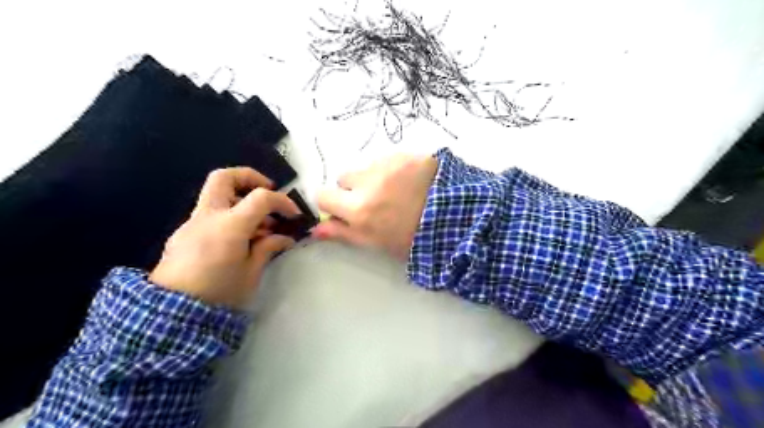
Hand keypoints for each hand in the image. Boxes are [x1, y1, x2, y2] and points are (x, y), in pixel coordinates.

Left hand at [150, 166, 298, 306]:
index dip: (282, 201)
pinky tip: (238, 239)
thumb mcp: (252, 272)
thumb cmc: (219, 294)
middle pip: (224, 177)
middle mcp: (208, 217)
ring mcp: (192, 223)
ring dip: (240, 200)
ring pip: (216, 194)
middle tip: (267, 191)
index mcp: (229, 227)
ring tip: (258, 227)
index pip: (261, 197)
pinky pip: (210, 213)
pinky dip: (229, 215)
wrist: (171, 315)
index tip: (293, 214)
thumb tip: (285, 238)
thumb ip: (268, 248)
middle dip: (249, 177)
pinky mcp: (184, 233)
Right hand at [314, 153, 438, 260]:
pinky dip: (393, 168)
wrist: (456, 218)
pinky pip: (388, 158)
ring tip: (398, 190)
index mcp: (359, 209)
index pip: (324, 196)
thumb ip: (344, 233)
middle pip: (344, 178)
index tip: (345, 208)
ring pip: (367, 167)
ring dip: (374, 177)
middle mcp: (367, 182)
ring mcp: (387, 164)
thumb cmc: (414, 238)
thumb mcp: (377, 243)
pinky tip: (411, 180)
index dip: (332, 203)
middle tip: (376, 200)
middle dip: (354, 188)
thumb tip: (316, 229)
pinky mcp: (405, 154)